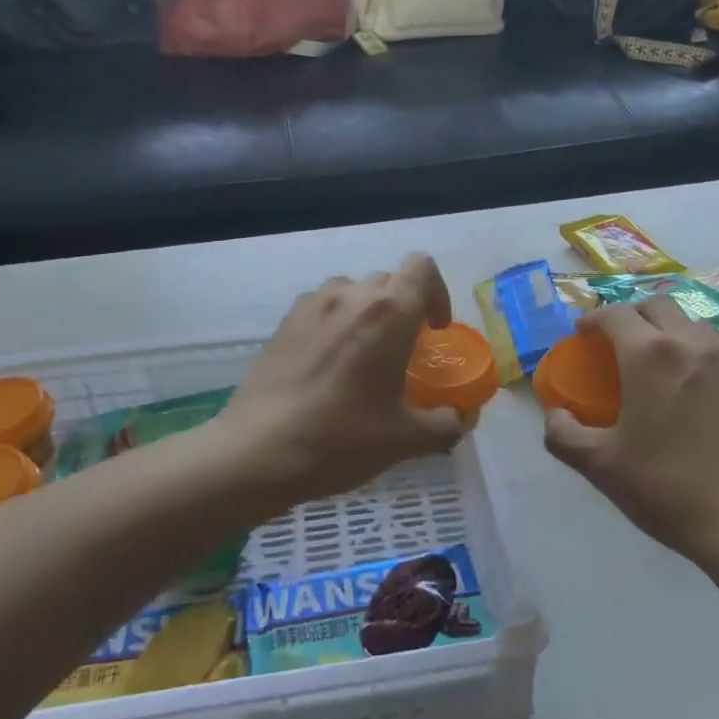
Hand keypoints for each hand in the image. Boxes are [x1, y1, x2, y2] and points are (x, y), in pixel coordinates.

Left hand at [218, 254, 465, 507]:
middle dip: (402, 307)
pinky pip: (320, 306)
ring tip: (363, 353)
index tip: (434, 330)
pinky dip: (333, 322)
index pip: (422, 268)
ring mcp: (312, 306)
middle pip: (388, 280)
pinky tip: (327, 363)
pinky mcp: (284, 322)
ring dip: (366, 311)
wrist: (259, 450)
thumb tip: (459, 421)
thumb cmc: (341, 439)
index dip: (436, 292)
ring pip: (351, 290)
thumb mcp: (404, 440)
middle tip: (403, 350)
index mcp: (390, 314)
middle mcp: (351, 296)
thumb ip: (443, 425)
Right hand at [543, 296, 718, 562]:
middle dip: (630, 313)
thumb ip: (564, 435)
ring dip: (665, 326)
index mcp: (649, 354)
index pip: (615, 314)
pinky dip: (692, 348)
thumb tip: (554, 416)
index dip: (593, 318)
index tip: (581, 333)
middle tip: (614, 339)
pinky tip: (686, 384)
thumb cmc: (669, 487)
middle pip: (656, 305)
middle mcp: (690, 345)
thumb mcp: (601, 466)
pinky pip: (714, 347)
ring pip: (691, 321)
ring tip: (651, 356)